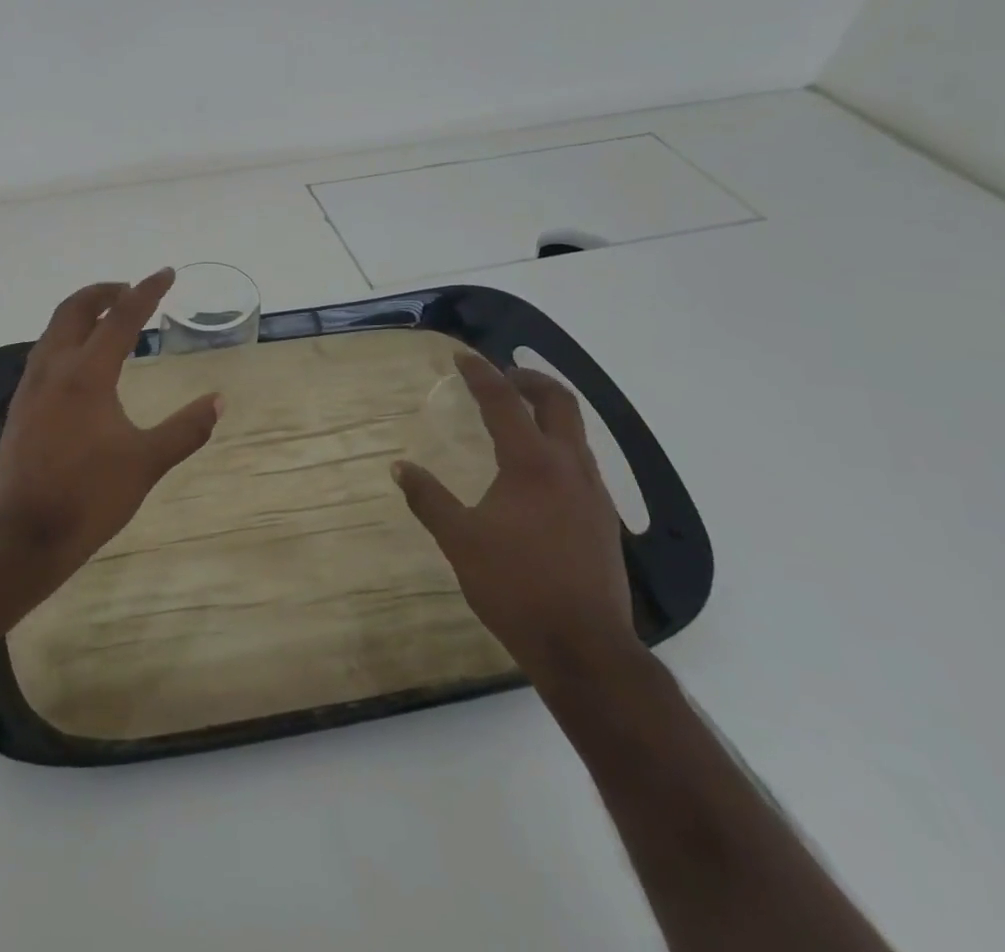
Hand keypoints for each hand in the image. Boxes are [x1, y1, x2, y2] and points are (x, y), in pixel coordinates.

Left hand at [0, 270, 222, 572]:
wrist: (24, 535)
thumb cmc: (89, 496)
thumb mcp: (146, 463)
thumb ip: (185, 429)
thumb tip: (218, 401)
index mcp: (87, 375)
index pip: (121, 318)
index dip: (146, 292)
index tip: (166, 273)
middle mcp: (54, 369)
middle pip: (75, 310)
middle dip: (105, 292)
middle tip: (131, 291)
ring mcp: (31, 387)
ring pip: (54, 330)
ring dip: (82, 314)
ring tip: (109, 321)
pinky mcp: (20, 406)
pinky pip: (44, 353)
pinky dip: (67, 339)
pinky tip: (80, 363)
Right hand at [393, 354, 638, 685]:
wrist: (585, 647)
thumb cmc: (515, 587)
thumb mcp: (460, 541)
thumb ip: (428, 499)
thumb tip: (400, 467)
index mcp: (531, 464)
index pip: (504, 402)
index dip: (481, 374)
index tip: (462, 356)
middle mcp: (569, 467)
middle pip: (558, 402)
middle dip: (529, 380)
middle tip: (501, 377)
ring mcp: (594, 493)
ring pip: (576, 432)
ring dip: (548, 412)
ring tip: (518, 418)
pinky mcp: (604, 519)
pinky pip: (582, 462)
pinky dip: (559, 445)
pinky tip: (538, 473)